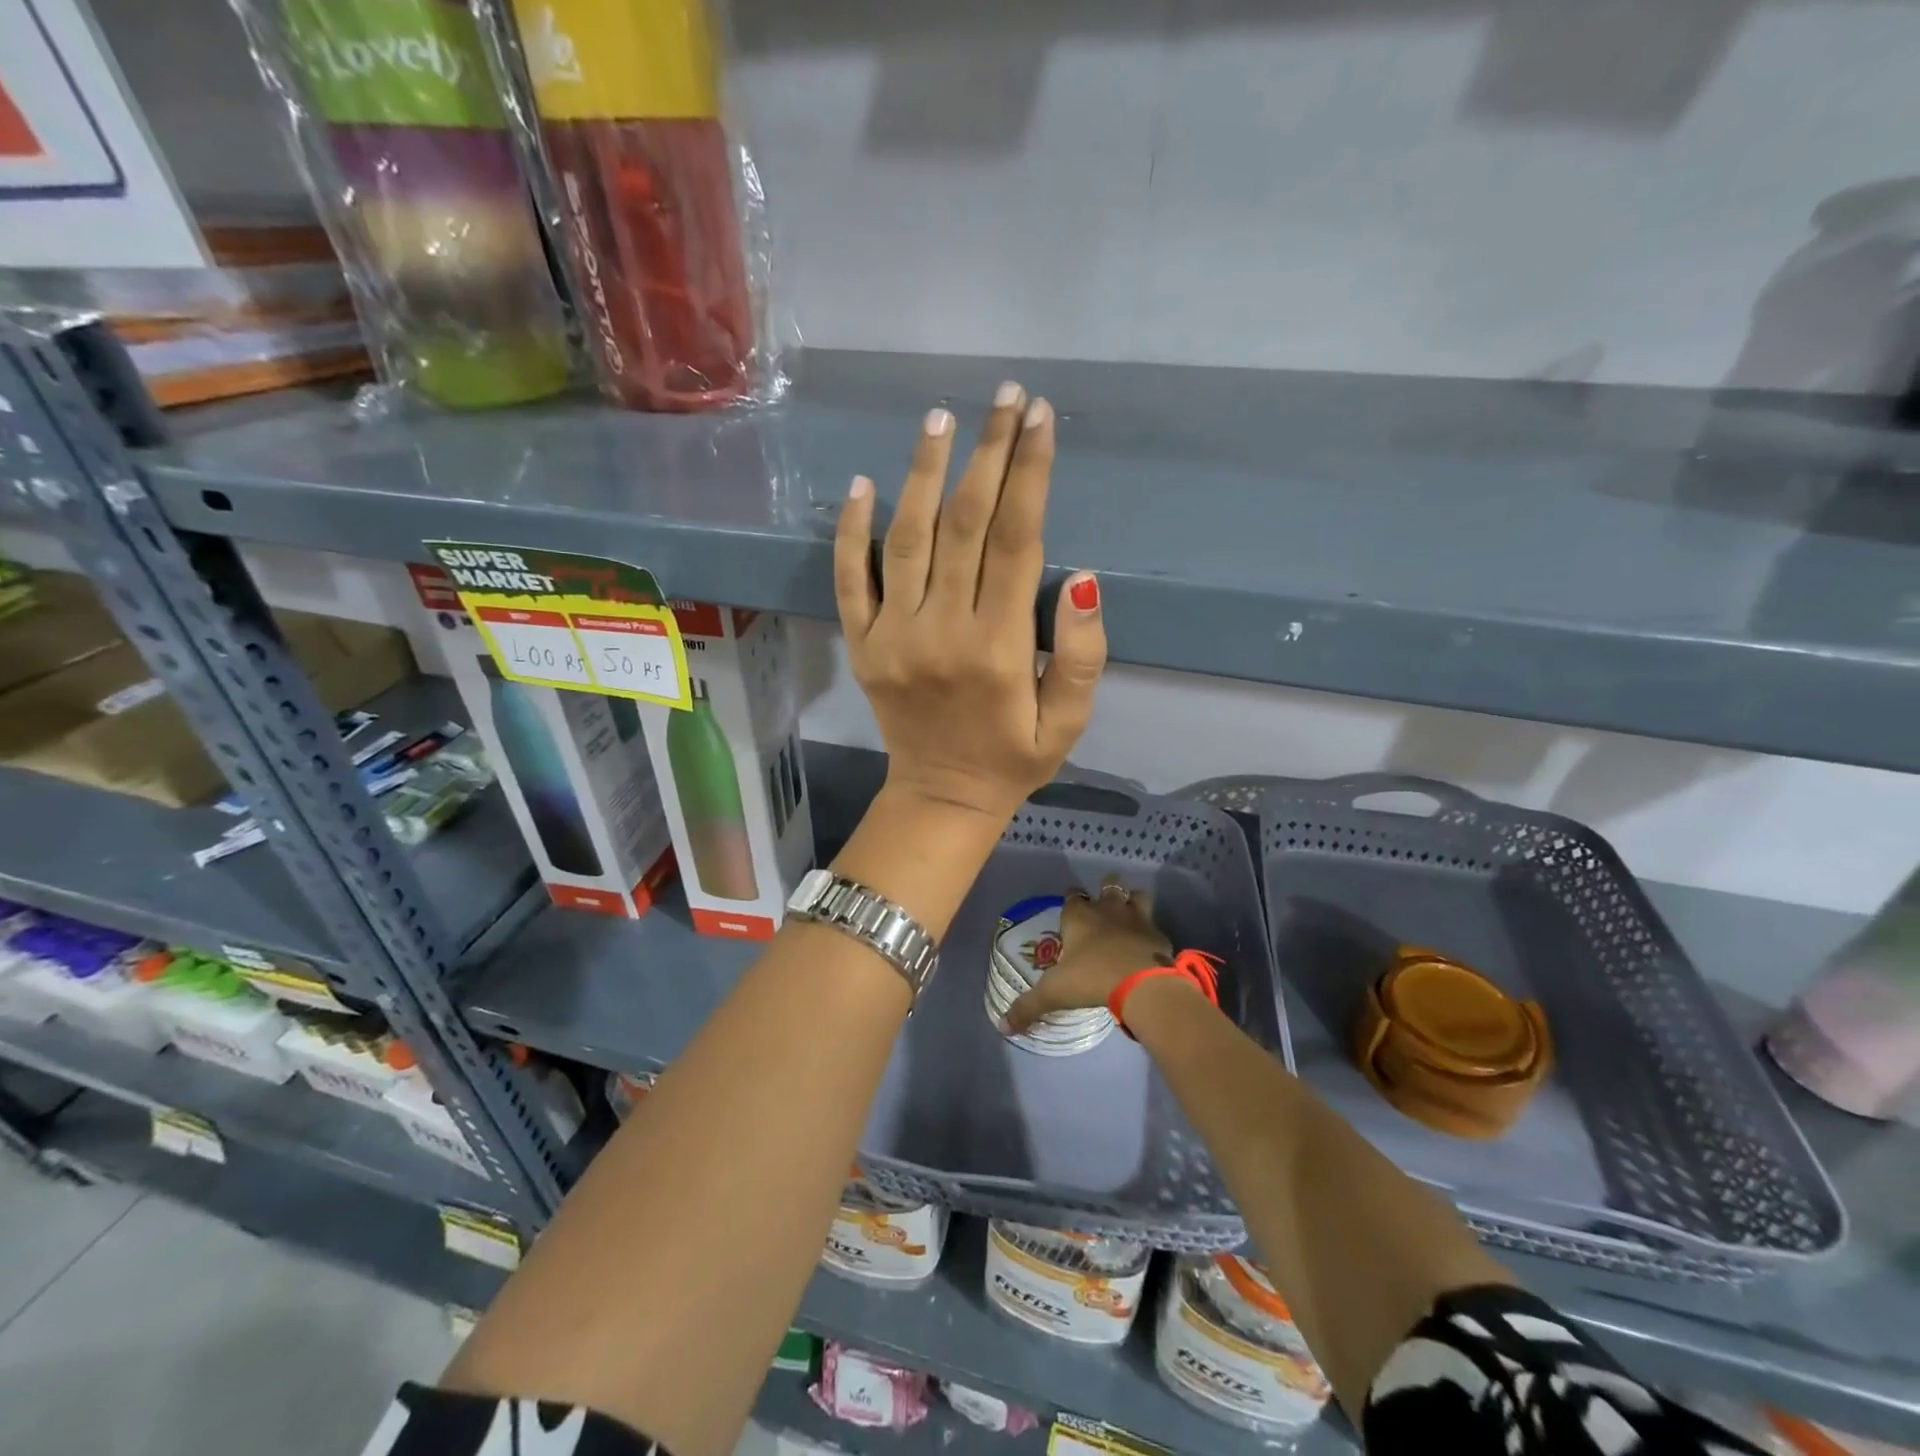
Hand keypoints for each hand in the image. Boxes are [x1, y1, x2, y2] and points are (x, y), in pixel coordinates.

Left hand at [835, 383, 1106, 826]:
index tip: (1040, 419)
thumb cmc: (1013, 758)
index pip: (1017, 541)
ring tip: (941, 419)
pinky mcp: (862, 645)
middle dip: (989, 453)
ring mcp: (893, 636)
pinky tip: (863, 484)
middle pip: (965, 525)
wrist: (942, 798)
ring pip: (906, 540)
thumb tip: (1084, 577)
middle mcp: (943, 631)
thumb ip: (1082, 655)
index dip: (1030, 473)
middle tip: (1005, 396)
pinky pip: (850, 580)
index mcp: (1000, 648)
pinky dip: (851, 531)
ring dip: (923, 474)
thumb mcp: (1067, 722)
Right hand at [1004, 880, 1173, 1033]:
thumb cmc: (1091, 978)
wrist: (1141, 983)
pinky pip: (1154, 924)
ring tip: (1128, 916)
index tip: (1069, 911)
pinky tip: (1148, 945)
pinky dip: (1150, 931)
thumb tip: (1004, 1026)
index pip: (1072, 896)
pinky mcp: (1158, 934)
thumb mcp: (1054, 993)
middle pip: (1108, 885)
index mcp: (1078, 916)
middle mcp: (1107, 909)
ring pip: (1136, 895)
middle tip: (1102, 907)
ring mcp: (1136, 917)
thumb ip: (1028, 1007)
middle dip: (1105, 890)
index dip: (1071, 900)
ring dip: (1132, 901)